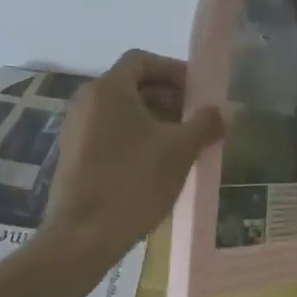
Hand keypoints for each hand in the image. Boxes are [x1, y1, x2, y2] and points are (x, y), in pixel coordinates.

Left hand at [41, 49, 225, 269]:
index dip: (172, 70)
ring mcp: (76, 129)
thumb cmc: (133, 182)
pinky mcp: (73, 155)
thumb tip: (223, 111)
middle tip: (195, 119)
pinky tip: (157, 164)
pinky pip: (109, 131)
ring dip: (154, 119)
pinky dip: (135, 137)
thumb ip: (204, 124)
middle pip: (132, 84)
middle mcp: (87, 101)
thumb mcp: (179, 151)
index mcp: (108, 89)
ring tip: (182, 143)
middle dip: (167, 97)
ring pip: (121, 111)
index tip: (196, 91)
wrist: (82, 237)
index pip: (141, 60)